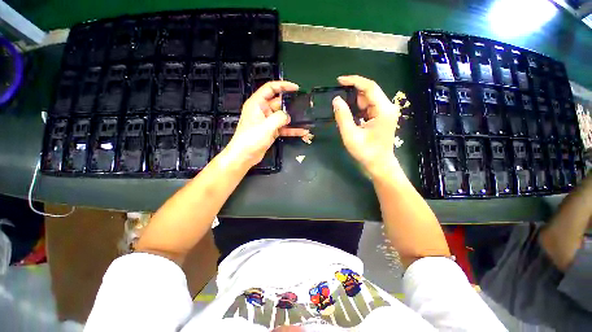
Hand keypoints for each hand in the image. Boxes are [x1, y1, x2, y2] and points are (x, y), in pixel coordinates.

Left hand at [225, 81, 309, 167]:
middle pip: (279, 103)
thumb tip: (288, 116)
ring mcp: (267, 122)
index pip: (270, 88)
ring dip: (293, 119)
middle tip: (305, 105)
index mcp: (257, 103)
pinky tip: (302, 132)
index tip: (296, 88)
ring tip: (306, 118)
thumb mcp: (266, 126)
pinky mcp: (271, 132)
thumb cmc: (251, 138)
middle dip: (291, 104)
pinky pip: (283, 128)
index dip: (283, 86)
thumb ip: (280, 118)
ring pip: (282, 117)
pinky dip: (291, 130)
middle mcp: (262, 111)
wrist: (244, 156)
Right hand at [333, 75, 400, 175]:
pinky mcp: (381, 117)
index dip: (354, 81)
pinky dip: (357, 110)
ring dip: (353, 104)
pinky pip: (368, 108)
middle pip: (368, 93)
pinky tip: (349, 116)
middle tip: (337, 101)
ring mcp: (385, 112)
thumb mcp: (350, 135)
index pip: (369, 87)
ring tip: (342, 111)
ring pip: (367, 100)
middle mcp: (387, 107)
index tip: (339, 80)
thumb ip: (343, 116)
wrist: (379, 165)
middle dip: (352, 95)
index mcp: (383, 110)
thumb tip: (336, 99)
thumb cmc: (366, 152)